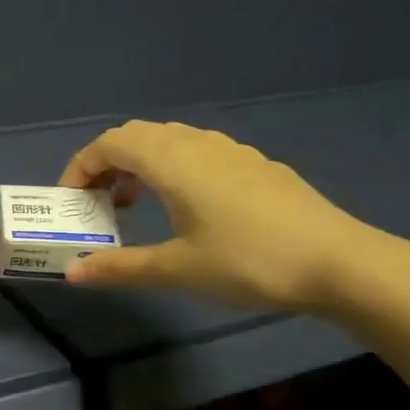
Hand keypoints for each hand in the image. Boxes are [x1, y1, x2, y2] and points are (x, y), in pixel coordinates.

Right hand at [56, 120, 393, 311]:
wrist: (338, 262)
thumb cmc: (247, 261)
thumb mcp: (176, 269)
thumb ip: (119, 267)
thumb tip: (72, 273)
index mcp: (171, 159)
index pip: (109, 143)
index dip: (81, 167)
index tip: (71, 202)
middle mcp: (197, 142)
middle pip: (136, 136)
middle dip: (107, 164)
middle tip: (99, 204)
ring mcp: (232, 150)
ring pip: (170, 141)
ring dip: (141, 165)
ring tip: (138, 205)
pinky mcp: (256, 165)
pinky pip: (198, 152)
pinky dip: (173, 169)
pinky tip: (188, 208)